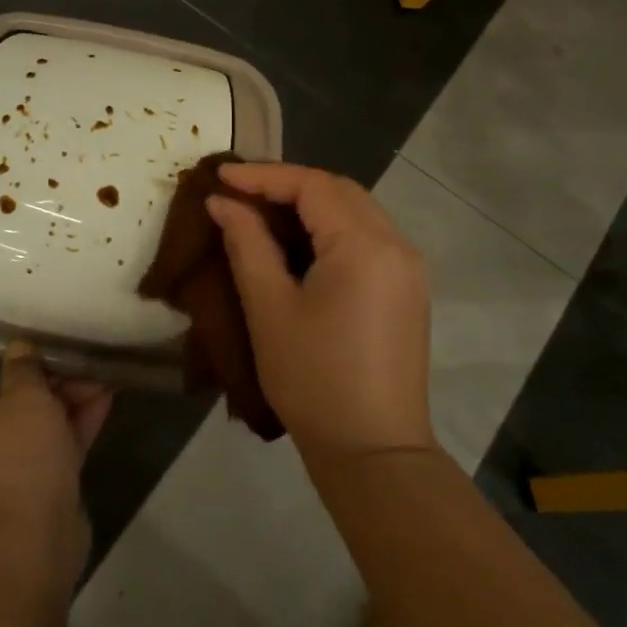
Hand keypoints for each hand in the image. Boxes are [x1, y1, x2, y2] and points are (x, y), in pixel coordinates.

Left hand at [0, 341, 111, 588]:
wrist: (31, 547)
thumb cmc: (15, 461)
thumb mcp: (23, 400)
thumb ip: (24, 370)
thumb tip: (19, 348)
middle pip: (0, 395)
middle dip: (33, 372)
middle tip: (63, 350)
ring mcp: (15, 462)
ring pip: (38, 416)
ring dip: (65, 392)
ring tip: (97, 369)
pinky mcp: (47, 481)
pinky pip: (63, 439)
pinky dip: (81, 418)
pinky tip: (108, 394)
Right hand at [206, 162, 432, 462]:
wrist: (373, 450)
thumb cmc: (313, 379)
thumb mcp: (269, 308)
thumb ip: (246, 244)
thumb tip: (222, 203)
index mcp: (365, 244)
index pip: (312, 185)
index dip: (262, 175)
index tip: (219, 176)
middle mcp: (396, 244)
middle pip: (339, 191)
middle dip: (287, 184)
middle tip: (238, 191)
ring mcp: (408, 267)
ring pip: (355, 211)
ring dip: (310, 204)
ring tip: (261, 211)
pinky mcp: (407, 288)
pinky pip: (367, 237)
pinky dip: (330, 228)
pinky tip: (298, 242)